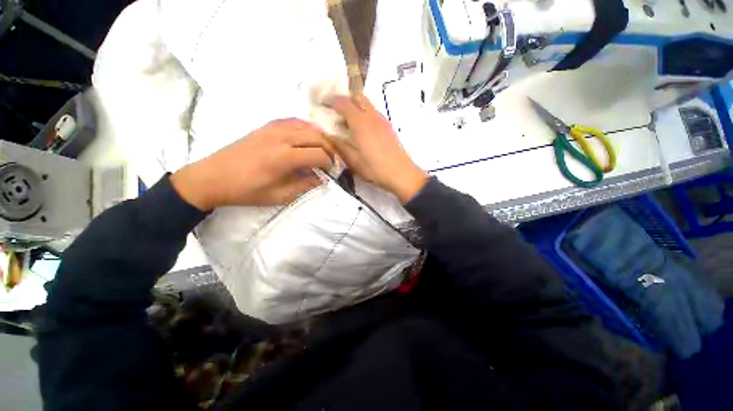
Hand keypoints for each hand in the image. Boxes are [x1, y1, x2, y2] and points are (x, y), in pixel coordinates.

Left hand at [171, 119, 333, 210]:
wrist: (212, 178)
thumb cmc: (246, 191)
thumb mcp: (279, 196)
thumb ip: (305, 185)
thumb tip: (323, 178)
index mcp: (284, 157)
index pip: (319, 154)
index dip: (331, 163)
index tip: (334, 171)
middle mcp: (281, 138)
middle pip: (316, 136)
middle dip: (330, 149)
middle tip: (334, 161)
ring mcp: (272, 129)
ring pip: (306, 126)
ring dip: (320, 137)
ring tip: (324, 149)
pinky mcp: (265, 127)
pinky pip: (292, 121)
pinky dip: (305, 128)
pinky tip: (308, 136)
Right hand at [326, 94, 427, 203]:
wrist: (402, 175)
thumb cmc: (376, 169)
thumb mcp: (353, 160)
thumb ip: (339, 146)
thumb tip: (326, 135)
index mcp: (361, 123)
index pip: (343, 102)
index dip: (330, 100)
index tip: (322, 104)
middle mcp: (372, 116)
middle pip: (357, 97)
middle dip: (344, 100)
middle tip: (335, 112)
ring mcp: (383, 121)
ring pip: (367, 104)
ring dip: (355, 107)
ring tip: (347, 123)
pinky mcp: (389, 127)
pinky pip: (374, 113)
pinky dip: (364, 114)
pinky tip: (361, 131)